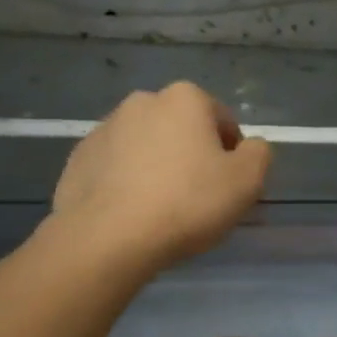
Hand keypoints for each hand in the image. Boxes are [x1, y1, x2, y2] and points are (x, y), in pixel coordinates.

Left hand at [50, 82, 271, 278]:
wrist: (108, 238)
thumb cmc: (186, 203)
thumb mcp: (246, 181)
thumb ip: (259, 154)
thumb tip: (249, 147)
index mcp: (184, 98)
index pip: (223, 122)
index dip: (232, 156)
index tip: (228, 188)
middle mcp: (141, 102)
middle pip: (181, 131)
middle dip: (192, 157)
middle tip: (197, 200)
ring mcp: (104, 129)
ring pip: (146, 147)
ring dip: (157, 168)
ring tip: (162, 210)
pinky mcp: (78, 159)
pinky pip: (115, 168)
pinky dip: (126, 183)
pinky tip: (132, 214)